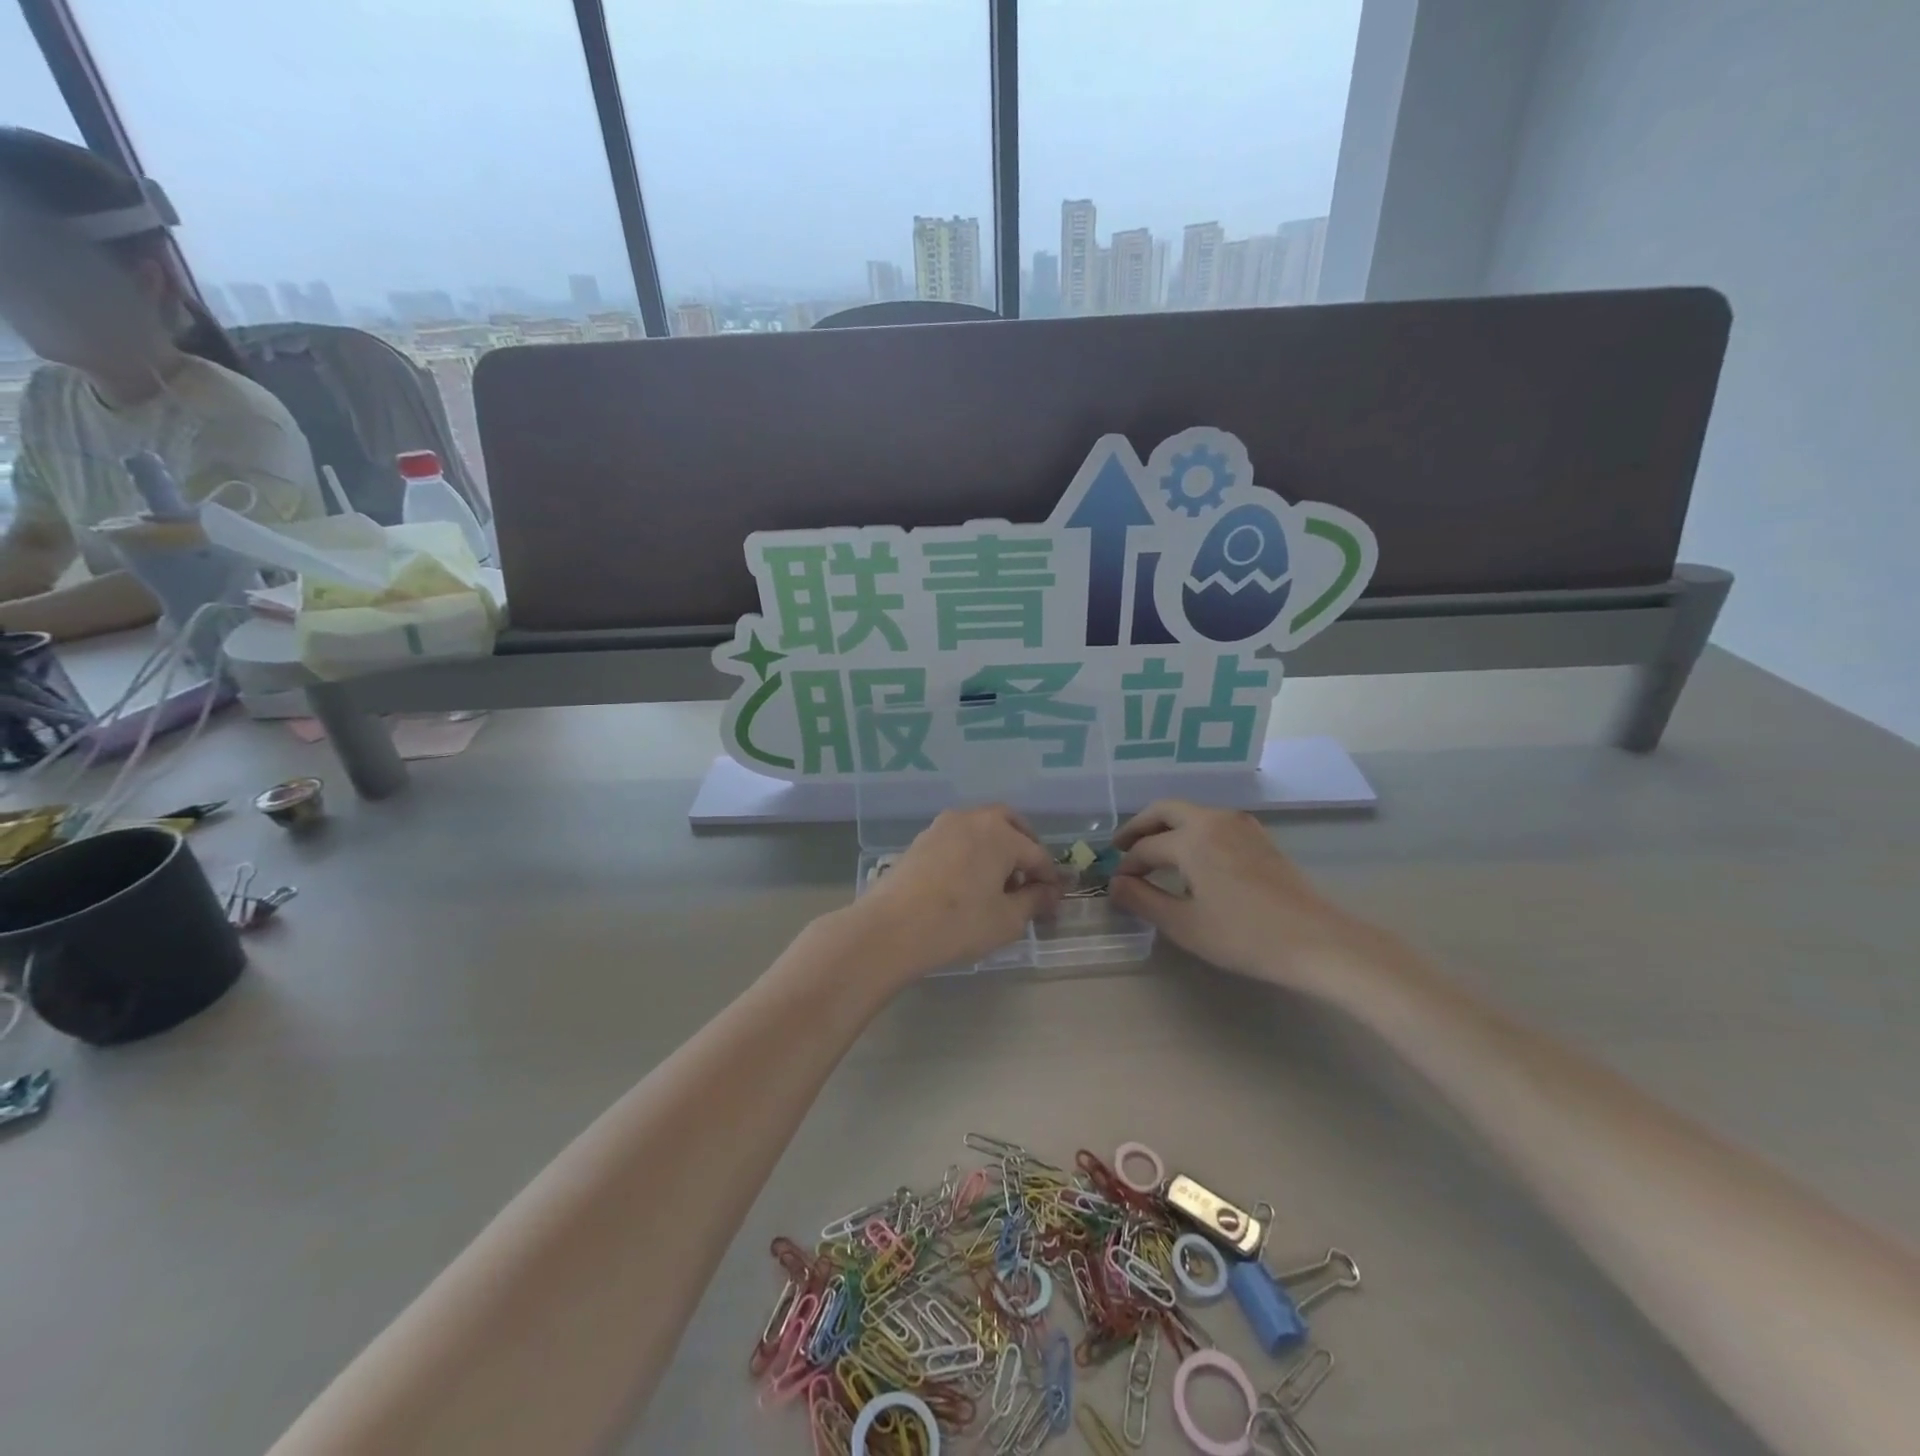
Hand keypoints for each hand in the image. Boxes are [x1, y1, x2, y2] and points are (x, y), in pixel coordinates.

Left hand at [853, 805, 1062, 980]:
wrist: (891, 928)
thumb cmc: (958, 923)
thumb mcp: (1007, 920)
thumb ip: (1034, 901)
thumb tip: (1050, 892)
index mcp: (1001, 833)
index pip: (1037, 854)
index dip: (1050, 879)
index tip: (1054, 901)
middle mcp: (973, 818)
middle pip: (1010, 824)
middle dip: (1025, 848)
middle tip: (1029, 879)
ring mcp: (943, 825)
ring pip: (982, 828)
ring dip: (997, 848)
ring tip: (998, 883)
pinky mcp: (922, 839)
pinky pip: (959, 838)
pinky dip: (972, 852)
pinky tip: (968, 882)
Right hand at [1110, 800, 1394, 995]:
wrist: (1317, 941)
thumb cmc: (1244, 935)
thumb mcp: (1184, 924)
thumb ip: (1143, 900)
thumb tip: (1115, 885)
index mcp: (1191, 838)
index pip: (1145, 847)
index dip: (1126, 867)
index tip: (1116, 886)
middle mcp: (1213, 820)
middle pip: (1165, 810)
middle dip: (1139, 826)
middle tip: (1122, 848)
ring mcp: (1241, 826)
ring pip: (1192, 813)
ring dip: (1166, 826)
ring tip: (1154, 853)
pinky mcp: (1260, 838)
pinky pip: (1213, 822)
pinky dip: (1192, 831)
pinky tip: (1192, 858)